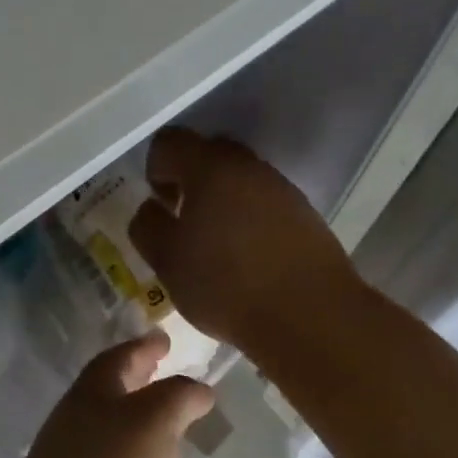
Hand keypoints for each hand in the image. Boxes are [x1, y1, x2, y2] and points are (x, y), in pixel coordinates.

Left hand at [0, 333, 214, 457]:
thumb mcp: (156, 422)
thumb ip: (180, 397)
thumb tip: (199, 389)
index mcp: (91, 392)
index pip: (119, 356)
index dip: (144, 345)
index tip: (165, 340)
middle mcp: (73, 419)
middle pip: (108, 389)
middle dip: (137, 379)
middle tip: (165, 372)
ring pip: (107, 426)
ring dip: (134, 419)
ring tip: (165, 425)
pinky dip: (128, 457)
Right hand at [129, 128, 363, 359]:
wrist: (310, 315)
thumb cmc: (226, 285)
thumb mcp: (167, 261)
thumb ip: (148, 226)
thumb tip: (151, 208)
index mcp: (210, 168)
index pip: (170, 142)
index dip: (155, 168)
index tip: (160, 205)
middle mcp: (248, 167)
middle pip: (209, 154)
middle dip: (190, 180)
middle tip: (184, 221)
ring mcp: (281, 188)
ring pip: (240, 179)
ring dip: (221, 199)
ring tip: (216, 244)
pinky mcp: (304, 213)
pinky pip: (265, 201)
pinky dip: (249, 217)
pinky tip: (247, 256)